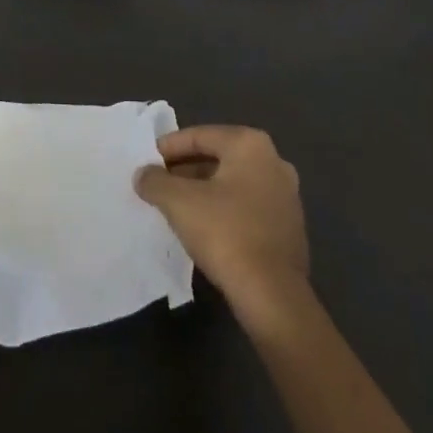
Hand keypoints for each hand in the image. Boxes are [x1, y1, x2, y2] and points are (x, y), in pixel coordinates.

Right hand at [135, 125, 310, 329]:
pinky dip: (224, 210)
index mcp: (250, 144)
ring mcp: (286, 195)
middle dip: (186, 169)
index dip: (168, 147)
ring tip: (175, 206)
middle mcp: (274, 161)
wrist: (273, 296)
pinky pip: (247, 206)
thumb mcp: (178, 202)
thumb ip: (155, 181)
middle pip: (218, 157)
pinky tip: (203, 228)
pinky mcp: (289, 227)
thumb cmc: (225, 233)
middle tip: (158, 184)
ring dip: (204, 190)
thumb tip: (143, 174)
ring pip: (233, 183)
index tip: (147, 162)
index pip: (199, 136)